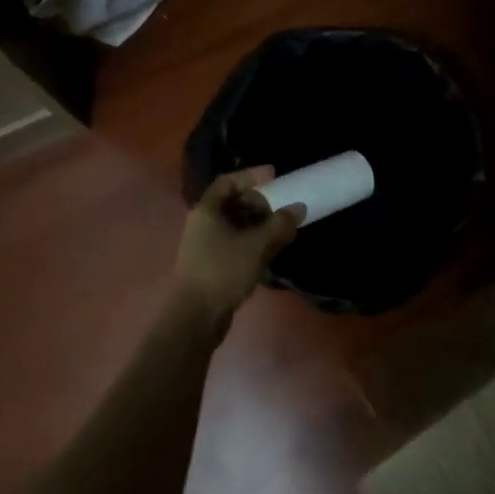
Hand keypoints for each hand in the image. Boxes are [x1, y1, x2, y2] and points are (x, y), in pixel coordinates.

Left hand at [172, 168, 305, 336]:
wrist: (195, 318)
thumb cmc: (223, 271)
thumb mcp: (256, 245)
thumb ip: (279, 224)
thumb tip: (299, 207)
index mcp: (207, 211)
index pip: (228, 182)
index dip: (251, 176)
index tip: (274, 177)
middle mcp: (203, 224)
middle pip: (232, 203)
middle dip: (260, 204)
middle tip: (282, 209)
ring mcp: (205, 246)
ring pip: (235, 226)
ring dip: (259, 225)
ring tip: (283, 231)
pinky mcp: (211, 265)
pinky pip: (235, 243)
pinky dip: (253, 242)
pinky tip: (271, 252)